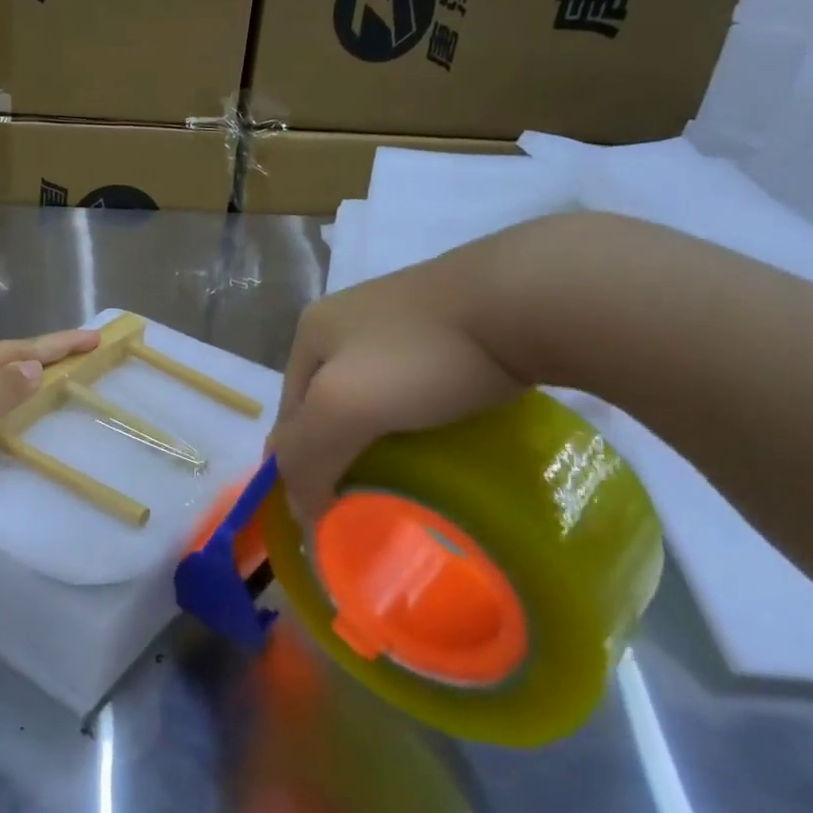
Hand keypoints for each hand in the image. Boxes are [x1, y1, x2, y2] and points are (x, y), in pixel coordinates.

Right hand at [270, 246, 522, 522]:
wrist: (526, 298)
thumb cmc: (422, 355)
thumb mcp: (342, 406)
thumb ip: (306, 454)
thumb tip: (300, 509)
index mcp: (309, 332)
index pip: (287, 415)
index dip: (299, 465)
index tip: (326, 514)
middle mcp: (345, 320)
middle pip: (326, 404)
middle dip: (335, 450)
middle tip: (361, 498)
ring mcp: (397, 319)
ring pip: (370, 394)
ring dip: (374, 436)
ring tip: (402, 474)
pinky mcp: (446, 325)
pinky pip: (412, 384)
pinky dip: (413, 416)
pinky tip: (435, 433)